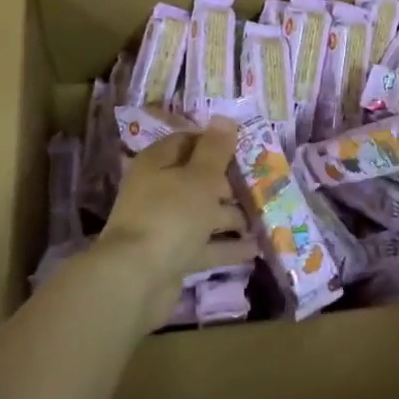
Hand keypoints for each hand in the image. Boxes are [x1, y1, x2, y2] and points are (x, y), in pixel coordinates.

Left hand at [94, 119, 255, 331]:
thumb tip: (225, 118)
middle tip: (259, 187)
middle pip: (197, 180)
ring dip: (230, 217)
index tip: (244, 149)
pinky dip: (226, 246)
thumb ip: (216, 149)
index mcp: (157, 164)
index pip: (188, 142)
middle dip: (227, 185)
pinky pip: (203, 245)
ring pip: (202, 214)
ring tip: (262, 219)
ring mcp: (163, 226)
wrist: (136, 280)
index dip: (215, 144)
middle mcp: (157, 191)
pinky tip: (254, 249)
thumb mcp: (200, 177)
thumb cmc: (171, 215)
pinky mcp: (171, 256)